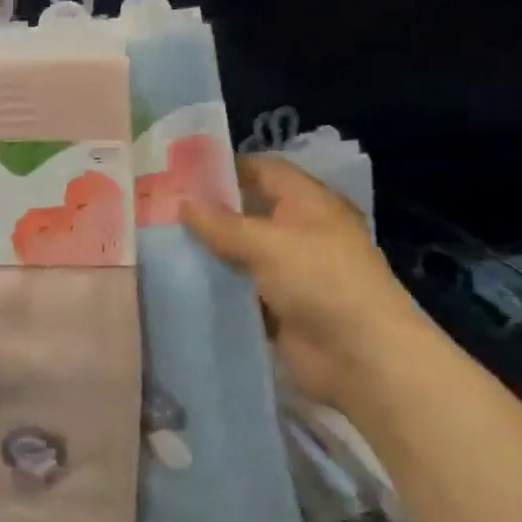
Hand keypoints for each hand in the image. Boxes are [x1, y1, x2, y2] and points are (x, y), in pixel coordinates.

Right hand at [181, 156, 416, 411]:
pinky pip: (242, 289)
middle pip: (250, 212)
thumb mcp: (267, 242)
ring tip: (160, 241)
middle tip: (161, 207)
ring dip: (210, 250)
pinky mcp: (279, 307)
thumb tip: (184, 204)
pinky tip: (180, 281)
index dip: (226, 167)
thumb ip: (222, 224)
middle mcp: (301, 231)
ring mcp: (291, 272)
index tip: (181, 171)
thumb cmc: (320, 280)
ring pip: (242, 252)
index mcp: (309, 203)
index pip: (264, 170)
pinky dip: (218, 286)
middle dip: (210, 210)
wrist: (360, 355)